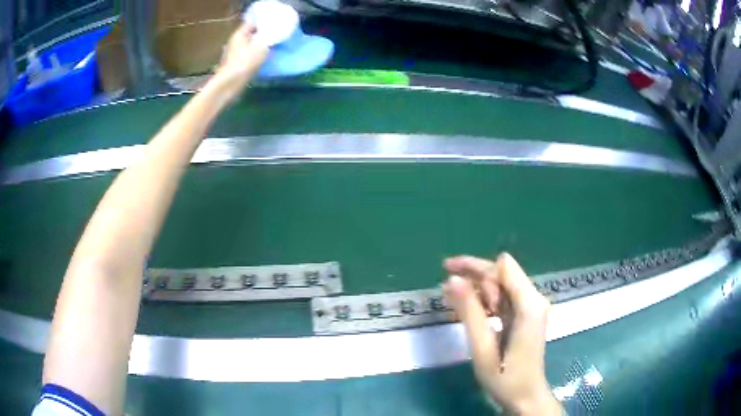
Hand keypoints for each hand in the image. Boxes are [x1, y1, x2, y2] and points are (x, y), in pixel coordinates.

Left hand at [214, 23, 269, 88]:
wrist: (230, 84)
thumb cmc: (245, 62)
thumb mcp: (262, 47)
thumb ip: (269, 39)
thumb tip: (272, 36)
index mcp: (239, 34)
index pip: (252, 23)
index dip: (263, 23)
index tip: (274, 25)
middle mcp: (235, 42)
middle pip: (250, 35)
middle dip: (261, 35)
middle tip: (275, 36)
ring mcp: (233, 54)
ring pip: (249, 46)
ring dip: (258, 47)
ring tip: (271, 48)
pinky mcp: (235, 65)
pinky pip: (247, 57)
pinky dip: (255, 57)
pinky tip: (263, 60)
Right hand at [443, 254, 561, 414]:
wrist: (526, 397)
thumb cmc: (505, 378)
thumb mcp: (483, 349)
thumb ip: (470, 312)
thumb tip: (452, 279)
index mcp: (528, 305)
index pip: (502, 267)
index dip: (476, 266)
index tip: (449, 273)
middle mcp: (533, 300)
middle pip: (502, 274)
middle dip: (473, 273)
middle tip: (443, 280)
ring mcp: (531, 308)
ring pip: (501, 286)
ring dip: (476, 288)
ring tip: (449, 296)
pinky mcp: (526, 316)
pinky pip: (503, 300)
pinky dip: (484, 301)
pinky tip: (466, 307)